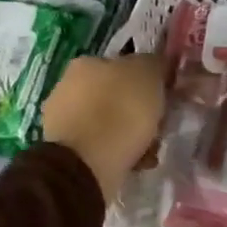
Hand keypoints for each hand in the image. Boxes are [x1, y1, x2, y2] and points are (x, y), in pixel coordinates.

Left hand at [41, 54, 167, 202]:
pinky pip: (101, 147)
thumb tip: (157, 64)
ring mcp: (63, 120)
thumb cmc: (120, 111)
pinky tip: (134, 164)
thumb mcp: (149, 75)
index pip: (123, 65)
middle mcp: (69, 86)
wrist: (87, 164)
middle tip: (158, 126)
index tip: (164, 98)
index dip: (147, 81)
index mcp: (87, 62)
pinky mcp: (64, 151)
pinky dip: (118, 154)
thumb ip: (155, 64)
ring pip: (108, 122)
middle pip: (115, 95)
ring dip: (129, 134)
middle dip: (136, 110)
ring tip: (149, 150)